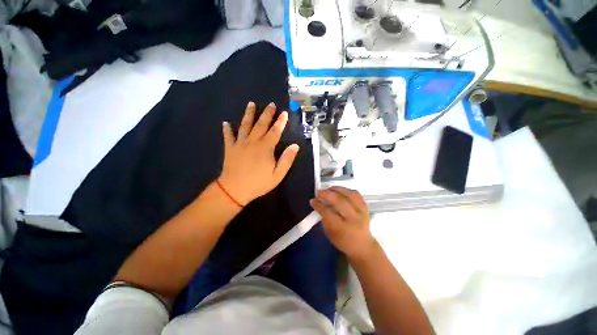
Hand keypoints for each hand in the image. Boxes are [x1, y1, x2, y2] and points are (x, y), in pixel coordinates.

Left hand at [219, 102, 299, 205]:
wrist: (235, 190)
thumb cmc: (259, 183)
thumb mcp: (278, 174)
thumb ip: (287, 159)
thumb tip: (295, 146)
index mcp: (265, 148)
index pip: (275, 131)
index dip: (280, 122)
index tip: (284, 113)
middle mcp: (253, 142)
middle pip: (261, 124)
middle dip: (267, 113)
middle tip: (271, 104)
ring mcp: (240, 144)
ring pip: (245, 126)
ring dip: (248, 114)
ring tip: (251, 104)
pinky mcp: (230, 148)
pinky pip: (228, 136)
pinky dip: (227, 129)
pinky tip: (225, 123)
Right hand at [310, 186, 375, 259]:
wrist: (362, 246)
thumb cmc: (342, 241)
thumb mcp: (330, 234)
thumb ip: (324, 218)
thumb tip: (319, 203)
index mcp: (342, 229)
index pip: (328, 213)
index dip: (319, 205)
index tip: (312, 200)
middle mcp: (353, 219)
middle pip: (340, 201)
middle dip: (327, 194)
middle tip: (318, 192)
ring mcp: (362, 212)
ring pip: (349, 195)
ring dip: (337, 189)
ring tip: (329, 189)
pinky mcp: (366, 208)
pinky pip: (356, 194)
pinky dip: (347, 190)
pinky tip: (340, 190)